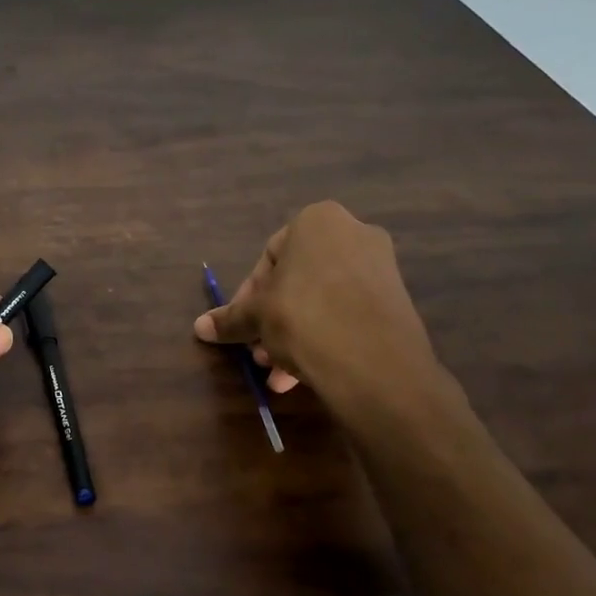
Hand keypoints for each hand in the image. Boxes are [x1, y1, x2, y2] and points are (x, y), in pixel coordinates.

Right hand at [195, 201, 449, 418]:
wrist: (376, 365)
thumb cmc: (304, 319)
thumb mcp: (257, 318)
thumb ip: (230, 319)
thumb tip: (199, 326)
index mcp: (317, 221)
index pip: (269, 256)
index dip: (248, 295)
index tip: (242, 326)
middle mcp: (353, 233)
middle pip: (296, 281)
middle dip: (273, 320)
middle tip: (259, 352)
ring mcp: (380, 267)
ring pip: (321, 301)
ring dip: (294, 335)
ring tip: (279, 373)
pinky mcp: (396, 301)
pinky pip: (347, 314)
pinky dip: (324, 337)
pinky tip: (306, 374)